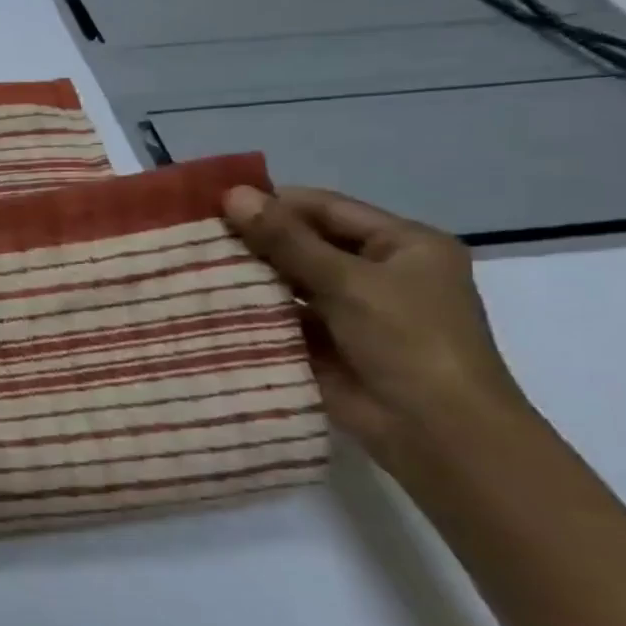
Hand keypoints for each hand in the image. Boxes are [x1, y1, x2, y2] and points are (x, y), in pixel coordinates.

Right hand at [221, 186, 531, 474]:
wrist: (434, 431)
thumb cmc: (408, 340)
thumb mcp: (347, 280)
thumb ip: (286, 239)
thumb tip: (233, 194)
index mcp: (403, 245)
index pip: (327, 209)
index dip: (274, 203)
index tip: (214, 203)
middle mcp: (378, 272)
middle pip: (306, 243)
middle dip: (255, 240)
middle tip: (195, 235)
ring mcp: (351, 310)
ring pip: (289, 280)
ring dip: (250, 275)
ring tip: (191, 265)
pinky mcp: (325, 343)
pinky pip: (282, 316)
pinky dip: (252, 309)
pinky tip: (207, 300)